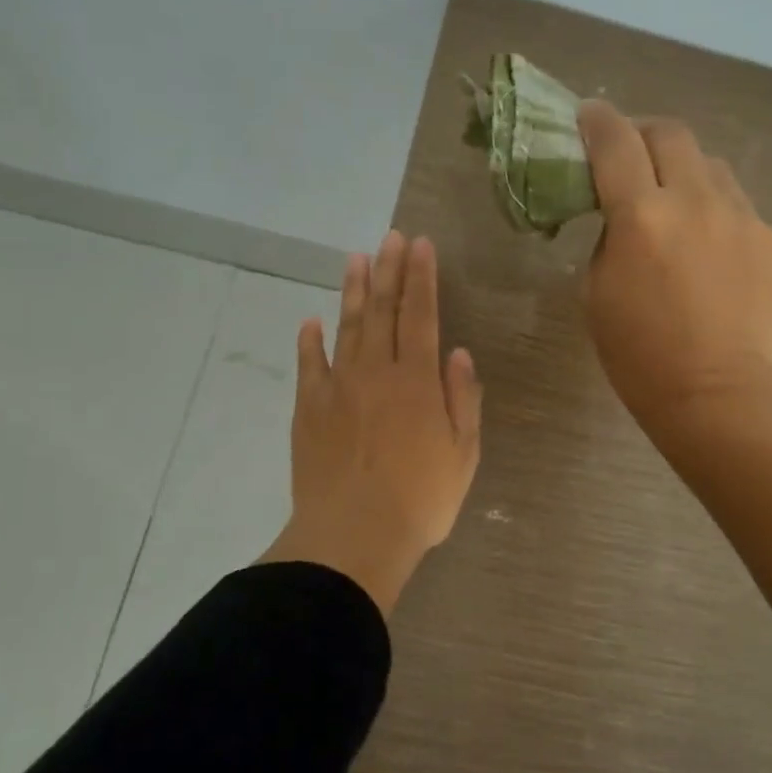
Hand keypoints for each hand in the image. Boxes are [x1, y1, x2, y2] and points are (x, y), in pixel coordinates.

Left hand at [260, 231, 483, 615]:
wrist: (353, 536)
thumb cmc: (420, 500)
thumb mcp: (463, 454)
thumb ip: (462, 399)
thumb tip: (457, 353)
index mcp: (418, 381)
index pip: (422, 315)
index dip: (422, 277)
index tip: (420, 245)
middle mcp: (377, 372)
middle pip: (383, 310)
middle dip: (389, 270)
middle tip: (390, 237)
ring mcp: (338, 388)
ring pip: (346, 327)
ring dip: (352, 291)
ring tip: (356, 259)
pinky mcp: (308, 409)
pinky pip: (309, 365)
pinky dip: (309, 341)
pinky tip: (310, 321)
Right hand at [577, 100, 771, 440]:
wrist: (719, 397)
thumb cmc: (640, 357)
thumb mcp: (597, 293)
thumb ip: (609, 238)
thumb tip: (625, 216)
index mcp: (641, 215)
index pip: (614, 141)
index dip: (596, 120)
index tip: (587, 116)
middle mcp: (695, 200)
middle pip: (670, 133)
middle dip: (643, 133)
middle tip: (628, 156)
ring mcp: (742, 216)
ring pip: (709, 166)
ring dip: (683, 171)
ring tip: (673, 204)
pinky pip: (737, 207)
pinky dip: (715, 214)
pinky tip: (709, 252)